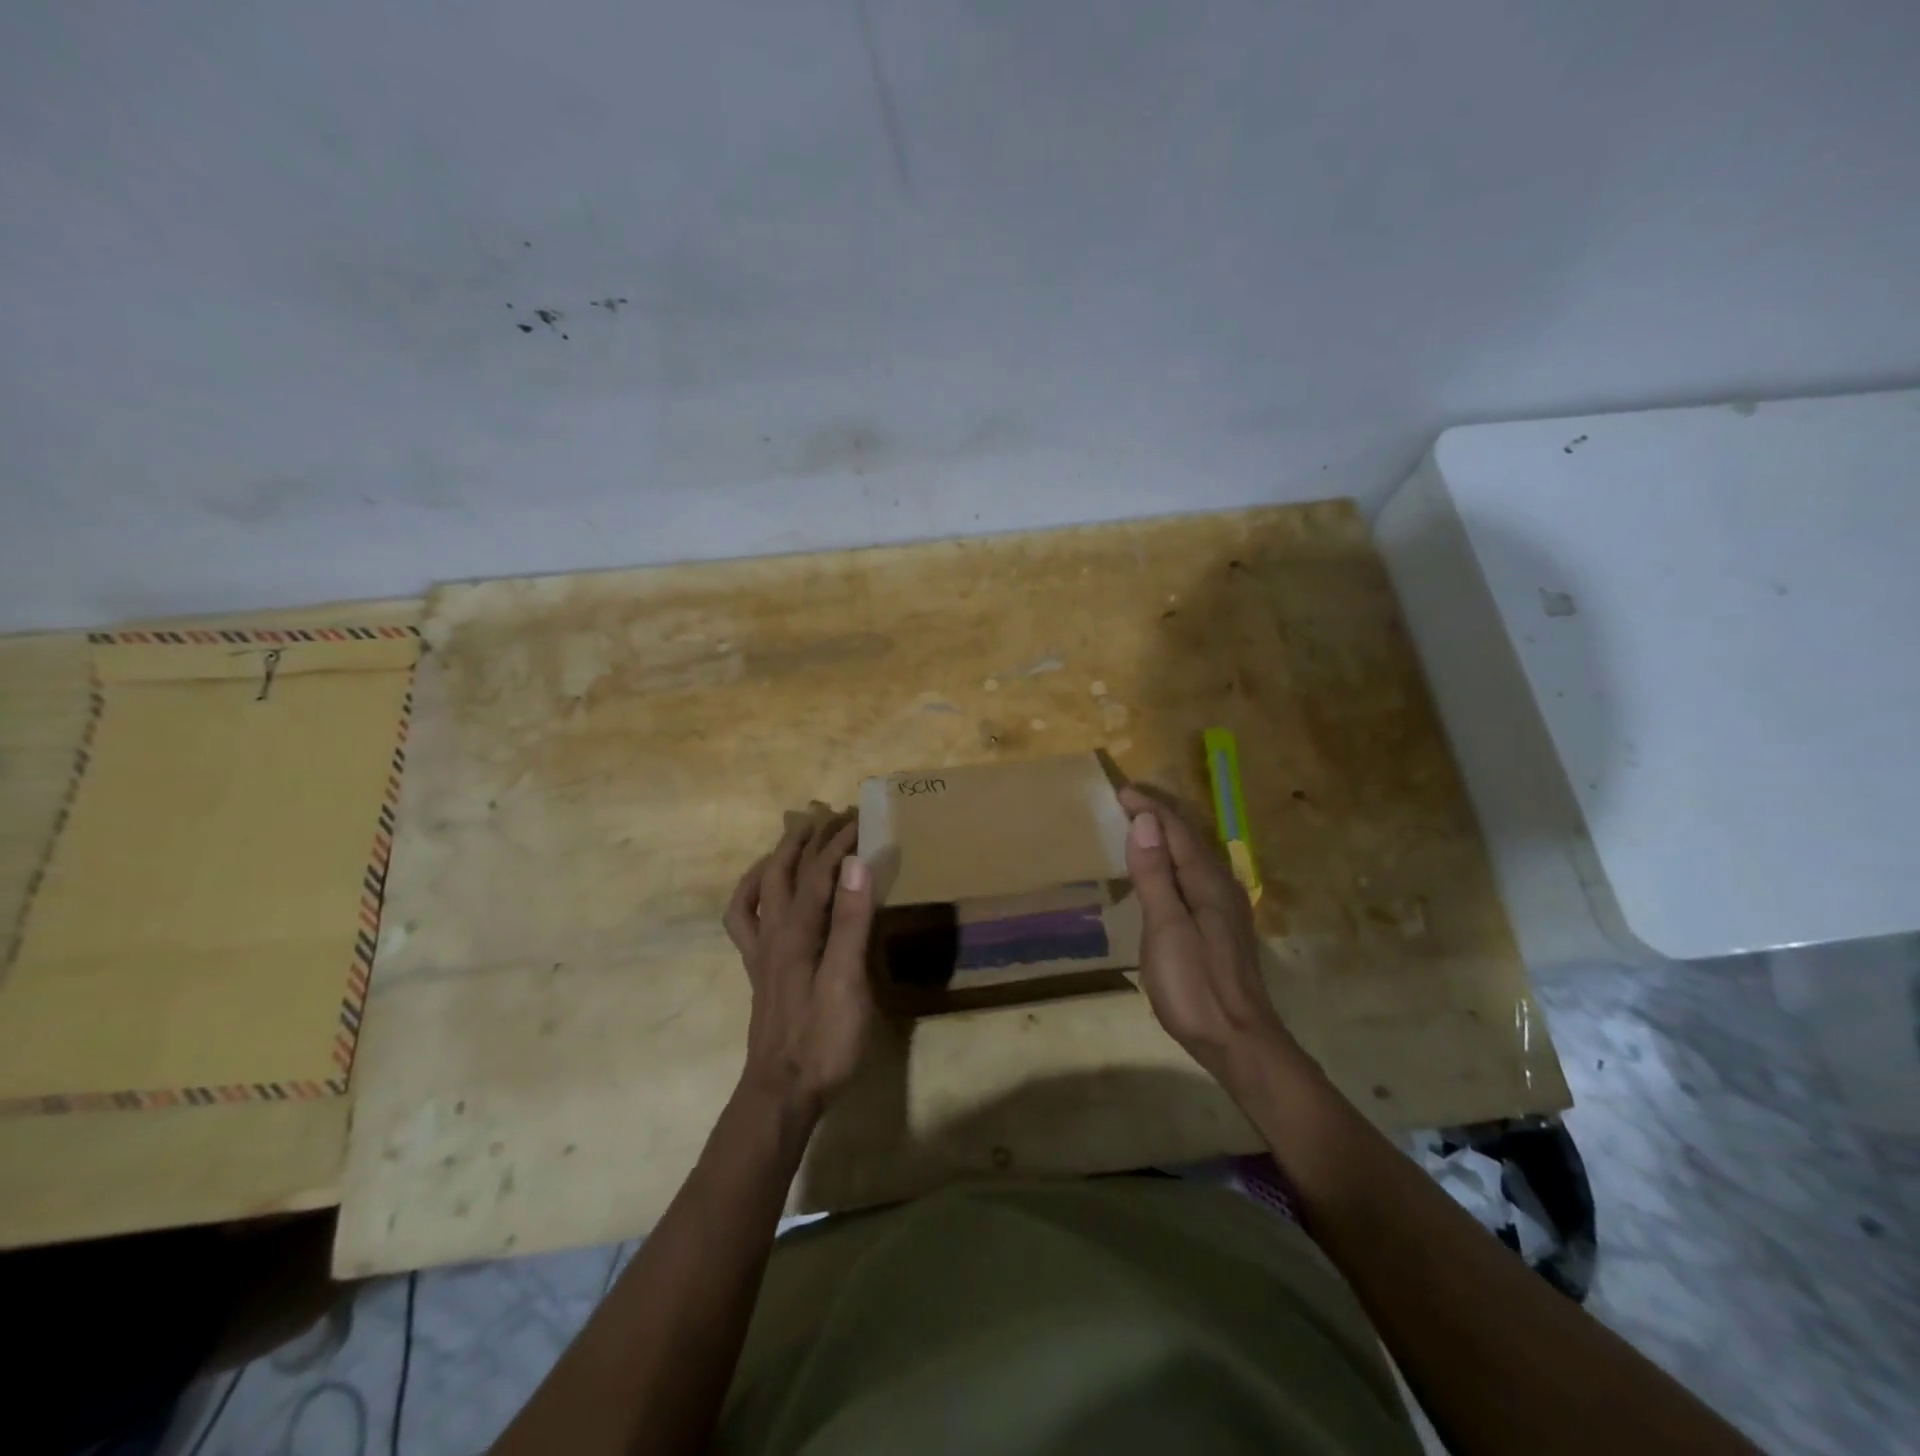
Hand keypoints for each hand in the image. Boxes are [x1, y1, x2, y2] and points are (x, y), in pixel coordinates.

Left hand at [723, 804, 876, 1123]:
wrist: (782, 1092)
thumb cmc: (823, 1039)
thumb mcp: (847, 981)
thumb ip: (850, 922)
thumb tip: (855, 864)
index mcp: (797, 931)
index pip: (820, 872)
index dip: (840, 843)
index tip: (862, 819)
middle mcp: (774, 932)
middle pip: (785, 871)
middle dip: (808, 839)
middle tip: (831, 816)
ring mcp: (762, 951)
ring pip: (759, 889)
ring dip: (777, 858)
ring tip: (794, 838)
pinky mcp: (760, 970)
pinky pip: (745, 920)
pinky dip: (751, 895)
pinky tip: (764, 892)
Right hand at [1119, 783, 1303, 1091]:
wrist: (1240, 1041)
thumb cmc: (1196, 987)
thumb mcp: (1167, 930)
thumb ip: (1155, 876)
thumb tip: (1145, 821)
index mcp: (1207, 882)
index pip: (1175, 830)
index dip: (1149, 808)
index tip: (1121, 792)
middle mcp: (1221, 885)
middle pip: (1189, 836)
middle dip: (1160, 813)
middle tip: (1129, 798)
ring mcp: (1225, 905)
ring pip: (1194, 854)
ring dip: (1168, 833)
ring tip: (1142, 823)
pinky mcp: (1222, 924)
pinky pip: (1195, 873)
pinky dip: (1174, 857)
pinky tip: (1165, 869)